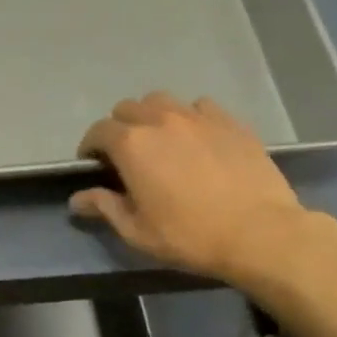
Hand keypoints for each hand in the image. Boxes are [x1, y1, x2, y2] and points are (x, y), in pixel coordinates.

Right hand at [71, 93, 309, 285]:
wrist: (259, 233)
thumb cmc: (189, 235)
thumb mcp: (137, 231)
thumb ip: (104, 207)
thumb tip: (76, 199)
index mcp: (132, 144)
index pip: (98, 131)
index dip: (90, 147)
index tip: (94, 165)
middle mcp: (161, 120)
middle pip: (128, 108)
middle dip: (119, 127)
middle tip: (126, 155)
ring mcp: (198, 117)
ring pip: (162, 101)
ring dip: (152, 116)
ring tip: (160, 141)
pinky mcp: (230, 122)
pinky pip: (200, 107)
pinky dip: (189, 117)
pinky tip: (196, 139)